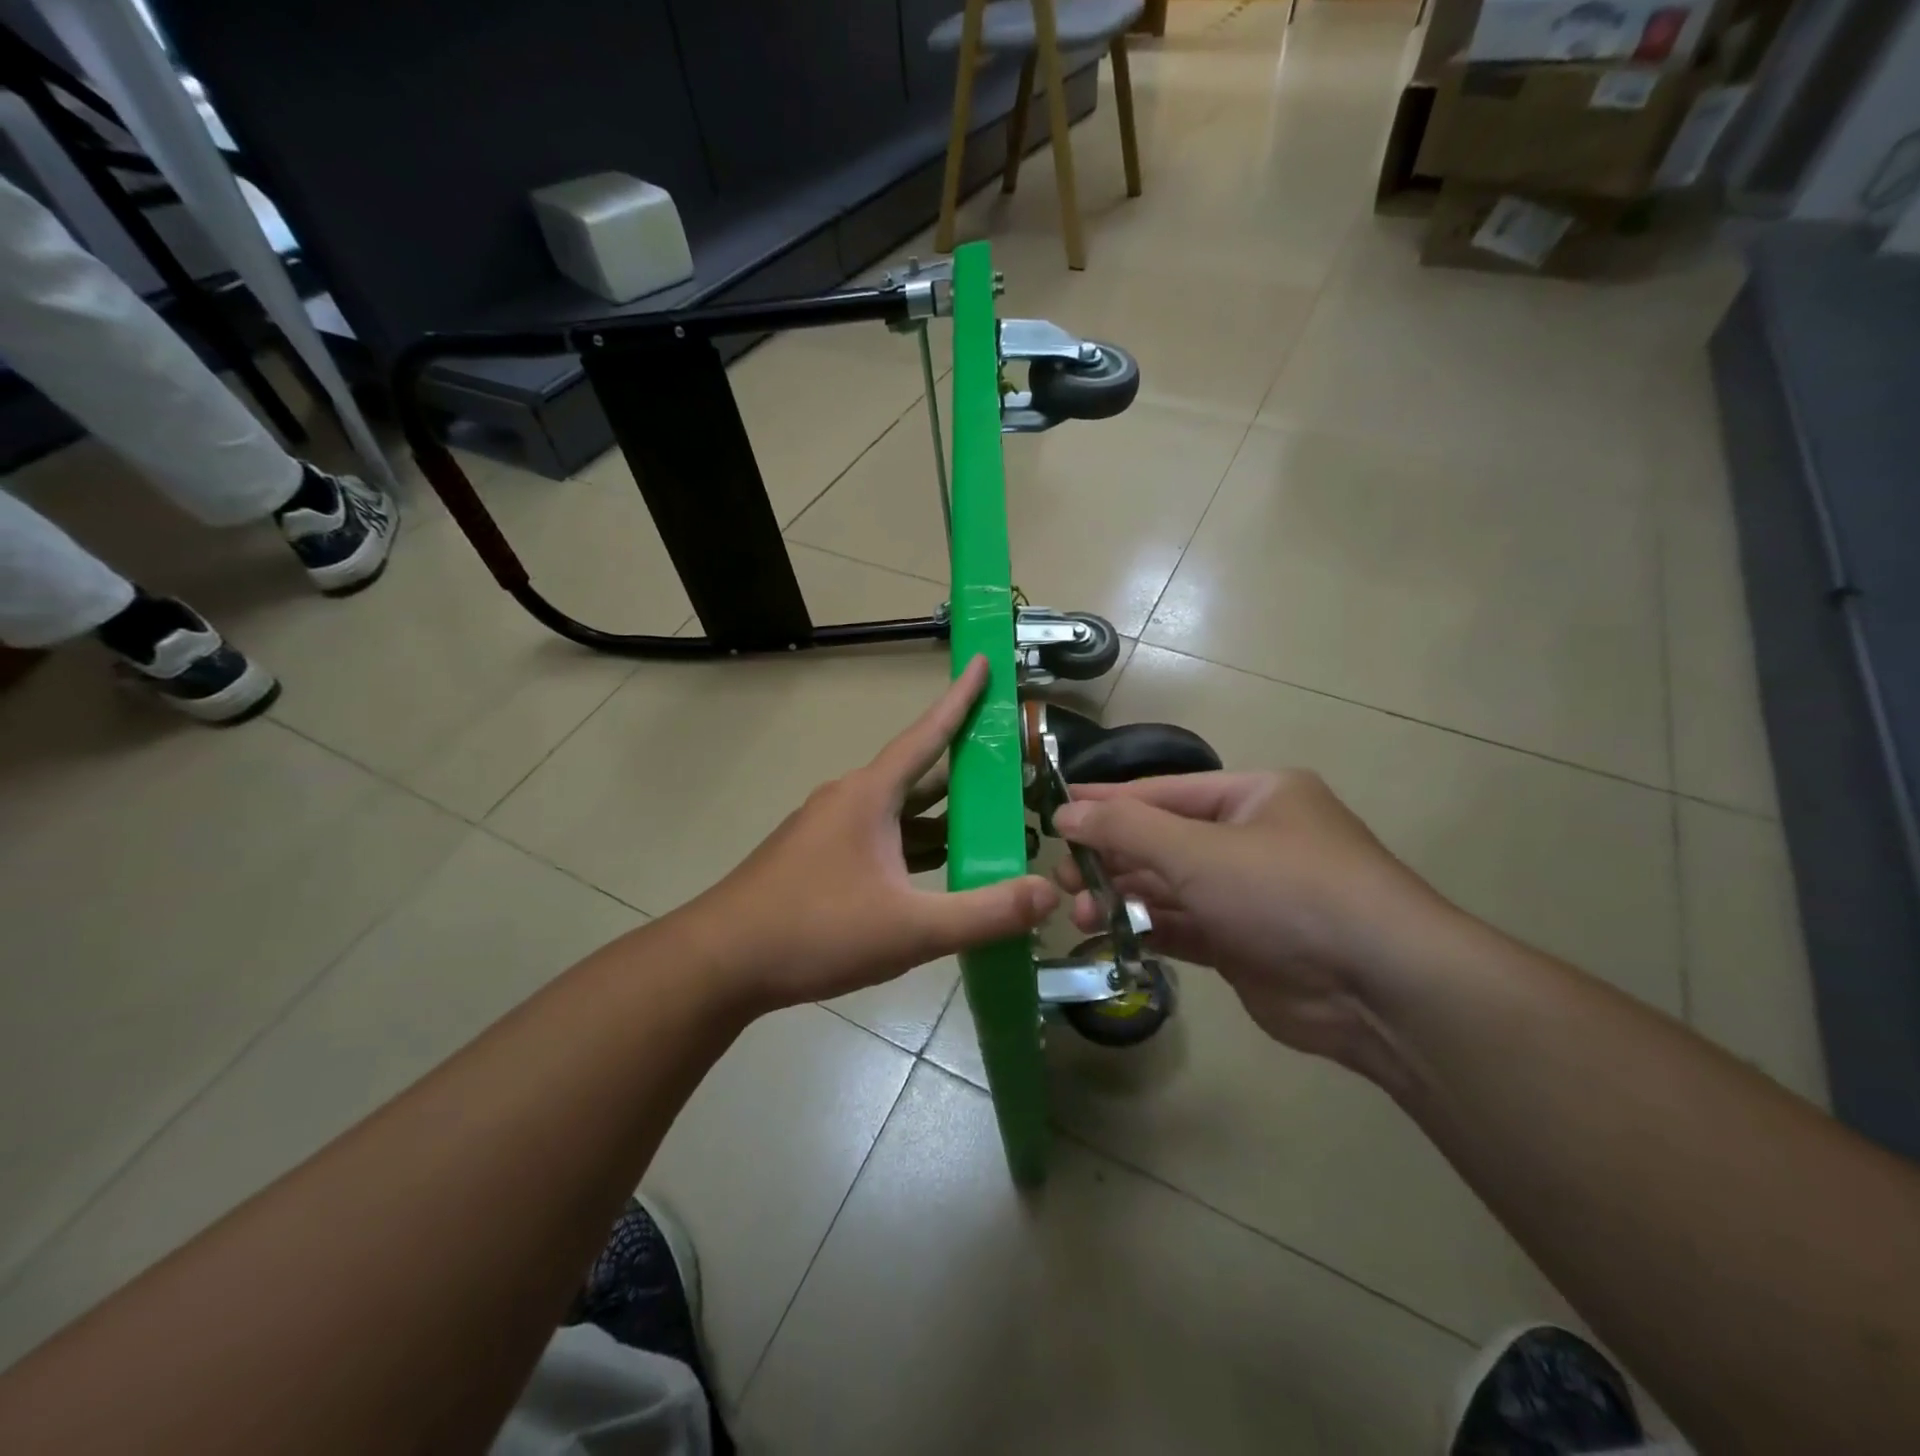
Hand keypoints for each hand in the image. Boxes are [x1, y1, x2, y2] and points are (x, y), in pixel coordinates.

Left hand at [683, 656, 1057, 1014]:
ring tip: (987, 825)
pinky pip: (878, 840)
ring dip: (939, 817)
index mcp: (870, 796)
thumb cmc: (815, 931)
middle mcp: (848, 801)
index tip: (982, 662)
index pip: (926, 734)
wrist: (720, 964)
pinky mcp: (816, 860)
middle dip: (964, 770)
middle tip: (1010, 766)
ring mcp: (827, 831)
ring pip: (897, 813)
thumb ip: (984, 913)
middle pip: (917, 775)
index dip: (960, 699)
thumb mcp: (910, 928)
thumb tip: (1049, 894)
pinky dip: (912, 846)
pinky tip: (935, 872)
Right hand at [1052, 771, 1453, 1075]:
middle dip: (1111, 857)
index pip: (1163, 791)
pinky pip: (1184, 927)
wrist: (1379, 988)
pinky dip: (1147, 929)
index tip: (1056, 812)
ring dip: (1124, 897)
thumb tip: (1066, 814)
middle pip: (1163, 840)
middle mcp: (1252, 840)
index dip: (1107, 801)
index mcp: (1253, 796)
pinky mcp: (1245, 945)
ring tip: (1079, 912)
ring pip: (1170, 888)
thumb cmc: (1286, 891)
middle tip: (1062, 877)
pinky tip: (1108, 934)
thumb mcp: (1199, 850)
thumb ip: (1127, 828)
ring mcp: (1249, 896)